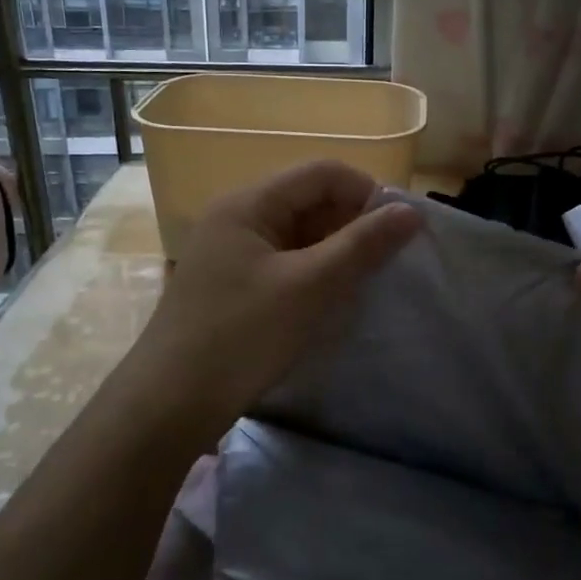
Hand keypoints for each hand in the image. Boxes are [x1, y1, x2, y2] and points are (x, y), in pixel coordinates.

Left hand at [134, 160, 420, 430]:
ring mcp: (231, 252)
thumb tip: (411, 211)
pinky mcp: (231, 284)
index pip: (322, 173)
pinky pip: (283, 262)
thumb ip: (362, 245)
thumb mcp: (309, 287)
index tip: (400, 231)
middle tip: (387, 262)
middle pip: (309, 199)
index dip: (366, 192)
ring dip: (335, 251)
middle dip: (352, 224)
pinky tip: (331, 300)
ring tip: (365, 282)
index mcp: (249, 203)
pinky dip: (313, 273)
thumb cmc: (241, 337)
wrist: (168, 406)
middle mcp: (237, 217)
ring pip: (298, 234)